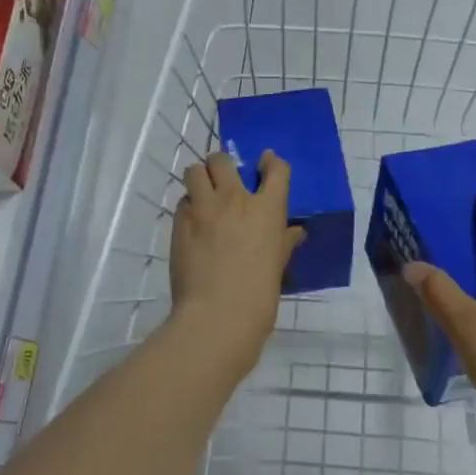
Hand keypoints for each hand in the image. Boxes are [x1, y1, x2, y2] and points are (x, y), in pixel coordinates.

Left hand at [169, 150, 303, 371]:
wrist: (219, 314)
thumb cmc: (259, 294)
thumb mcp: (278, 264)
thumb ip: (285, 241)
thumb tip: (295, 232)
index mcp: (267, 209)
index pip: (277, 169)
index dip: (272, 162)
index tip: (266, 162)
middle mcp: (235, 199)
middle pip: (223, 160)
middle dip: (223, 165)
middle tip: (224, 181)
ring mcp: (204, 208)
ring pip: (195, 171)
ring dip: (200, 178)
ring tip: (203, 195)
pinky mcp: (180, 222)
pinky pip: (182, 202)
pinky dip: (188, 207)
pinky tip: (193, 224)